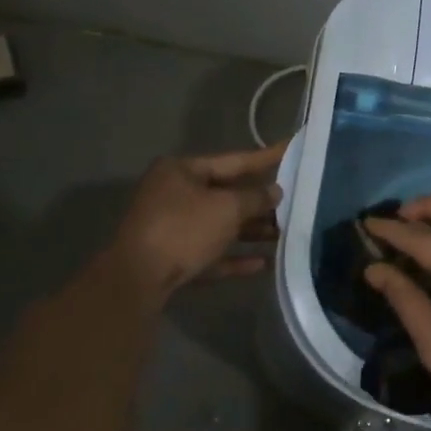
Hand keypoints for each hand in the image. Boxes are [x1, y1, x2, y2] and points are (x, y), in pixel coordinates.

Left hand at [104, 142, 285, 297]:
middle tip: (294, 201)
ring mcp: (171, 228)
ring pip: (219, 225)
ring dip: (250, 230)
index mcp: (181, 171)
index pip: (233, 160)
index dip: (264, 157)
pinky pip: (210, 253)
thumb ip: (255, 198)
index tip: (291, 149)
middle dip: (259, 202)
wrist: (136, 280)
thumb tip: (275, 191)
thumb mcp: (227, 208)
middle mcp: (174, 194)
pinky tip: (262, 264)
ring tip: (283, 234)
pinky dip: (234, 256)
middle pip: (226, 194)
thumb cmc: (183, 229)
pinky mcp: (172, 258)